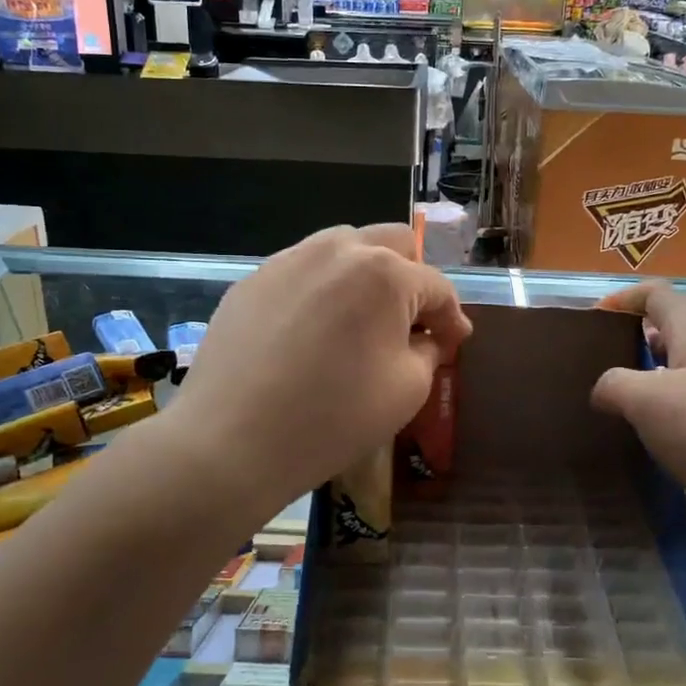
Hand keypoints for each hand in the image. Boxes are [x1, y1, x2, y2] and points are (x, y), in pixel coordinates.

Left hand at [166, 225, 471, 516]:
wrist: (230, 441)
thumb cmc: (332, 418)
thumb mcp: (407, 390)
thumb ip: (429, 350)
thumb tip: (430, 336)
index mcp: (384, 273)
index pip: (435, 285)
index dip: (452, 317)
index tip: (455, 342)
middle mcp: (337, 250)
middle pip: (391, 244)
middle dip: (411, 279)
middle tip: (411, 321)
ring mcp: (288, 260)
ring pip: (343, 248)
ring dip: (365, 275)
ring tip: (361, 319)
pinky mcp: (253, 280)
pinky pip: (302, 271)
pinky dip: (322, 290)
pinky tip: (312, 331)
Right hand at [590, 281, 685, 582]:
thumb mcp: (648, 400)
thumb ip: (615, 384)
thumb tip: (602, 389)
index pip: (657, 294)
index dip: (623, 299)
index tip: (592, 322)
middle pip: (667, 332)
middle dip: (629, 343)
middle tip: (593, 366)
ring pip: (676, 374)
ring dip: (643, 384)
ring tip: (609, 407)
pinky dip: (661, 418)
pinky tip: (642, 442)